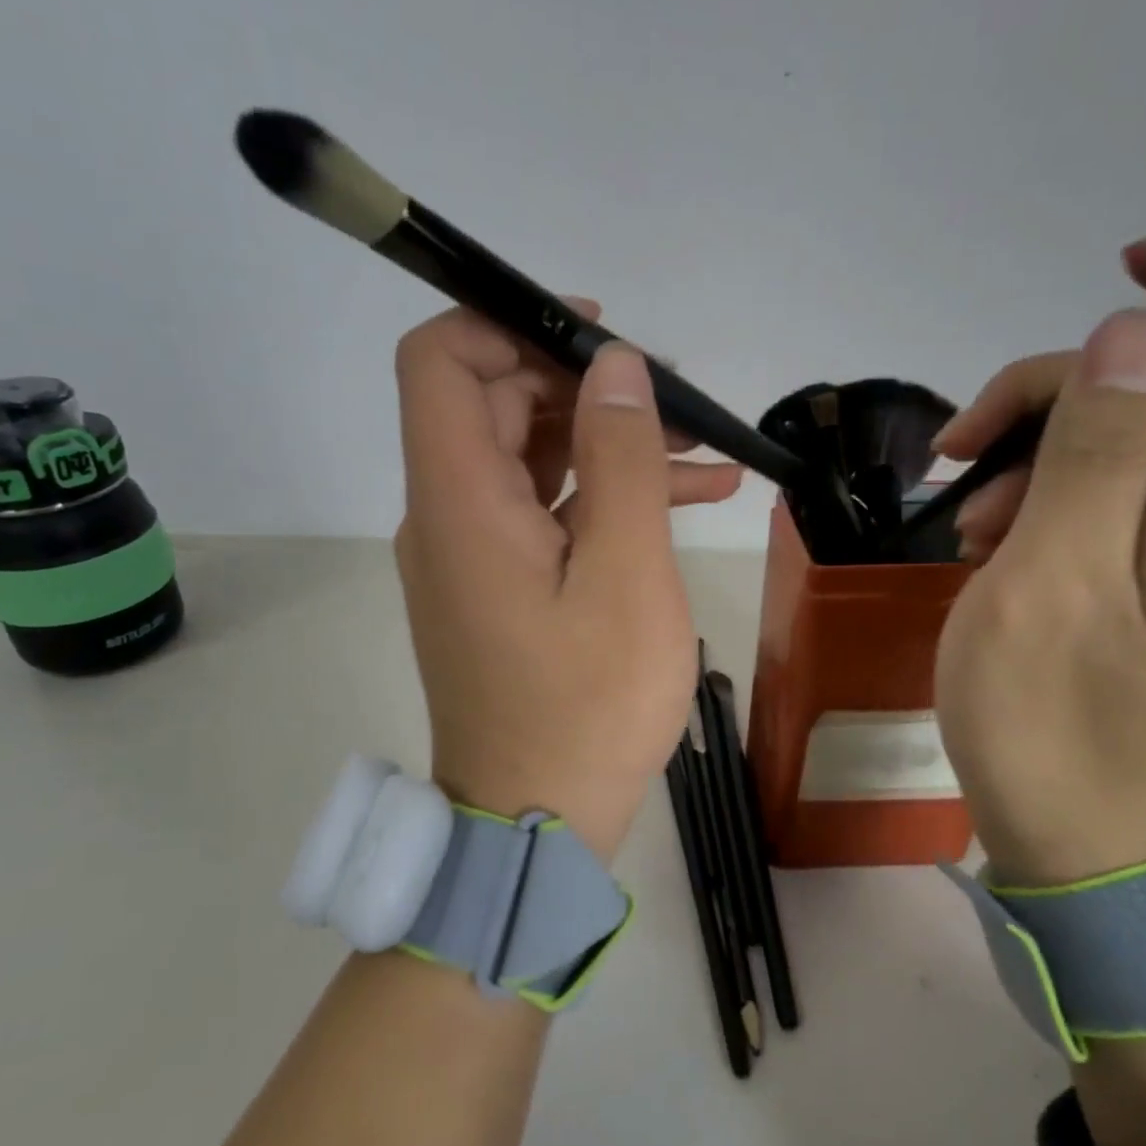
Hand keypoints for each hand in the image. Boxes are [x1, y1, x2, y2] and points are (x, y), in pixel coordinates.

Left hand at [393, 302, 742, 860]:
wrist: (537, 823)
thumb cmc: (586, 708)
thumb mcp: (626, 578)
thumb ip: (621, 461)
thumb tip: (616, 367)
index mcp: (460, 502)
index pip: (441, 362)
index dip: (506, 323)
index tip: (593, 337)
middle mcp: (449, 516)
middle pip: (496, 404)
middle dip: (587, 389)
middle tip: (676, 401)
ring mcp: (473, 554)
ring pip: (532, 459)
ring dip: (610, 443)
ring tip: (704, 452)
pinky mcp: (501, 587)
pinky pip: (546, 514)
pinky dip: (604, 497)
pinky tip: (690, 500)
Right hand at [932, 228, 1145, 885]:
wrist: (1074, 844)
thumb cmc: (1056, 724)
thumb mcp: (1054, 581)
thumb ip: (1098, 453)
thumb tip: (1131, 334)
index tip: (1130, 274)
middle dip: (1058, 390)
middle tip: (962, 448)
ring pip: (1119, 440)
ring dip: (1028, 453)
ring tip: (960, 520)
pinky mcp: (1136, 576)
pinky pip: (1095, 497)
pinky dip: (1029, 499)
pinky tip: (977, 545)